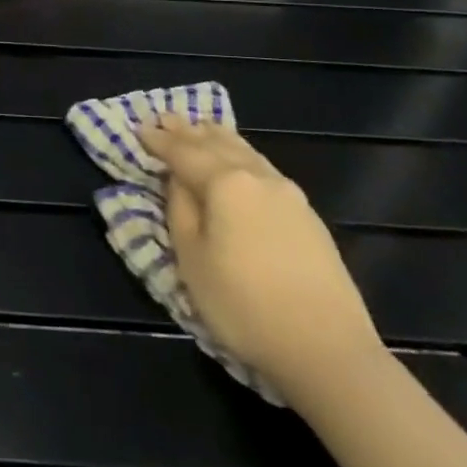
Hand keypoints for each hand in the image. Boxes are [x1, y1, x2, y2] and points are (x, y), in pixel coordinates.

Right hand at [140, 113, 383, 404]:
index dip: (159, 141)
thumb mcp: (192, 259)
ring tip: (200, 127)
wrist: (327, 349)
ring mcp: (288, 193)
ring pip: (245, 151)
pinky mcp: (307, 215)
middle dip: (188, 130)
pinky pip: (263, 167)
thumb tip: (178, 179)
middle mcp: (258, 176)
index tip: (139, 127)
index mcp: (225, 182)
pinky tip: (240, 159)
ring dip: (217, 137)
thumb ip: (180, 209)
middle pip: (216, 143)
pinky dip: (241, 154)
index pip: (183, 152)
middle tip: (166, 117)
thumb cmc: (243, 305)